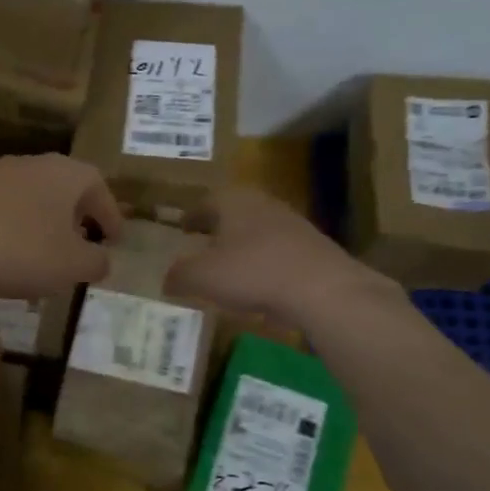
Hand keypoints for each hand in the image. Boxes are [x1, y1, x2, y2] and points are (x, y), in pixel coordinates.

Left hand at [0, 154, 123, 303]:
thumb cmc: (23, 253)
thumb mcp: (74, 266)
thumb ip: (96, 261)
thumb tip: (101, 260)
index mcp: (62, 173)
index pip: (97, 185)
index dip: (110, 213)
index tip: (115, 239)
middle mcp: (27, 164)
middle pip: (60, 186)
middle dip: (74, 214)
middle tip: (81, 241)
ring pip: (26, 196)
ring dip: (39, 221)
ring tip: (42, 252)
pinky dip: (8, 228)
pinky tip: (4, 255)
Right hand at [165, 187, 399, 328]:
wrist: (322, 288)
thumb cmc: (253, 273)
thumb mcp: (202, 277)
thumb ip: (179, 275)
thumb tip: (167, 279)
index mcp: (233, 202)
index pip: (205, 202)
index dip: (191, 216)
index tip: (182, 228)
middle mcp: (263, 204)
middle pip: (234, 211)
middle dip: (217, 226)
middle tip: (203, 242)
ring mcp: (292, 224)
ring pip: (257, 229)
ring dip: (242, 243)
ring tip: (229, 264)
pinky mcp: (312, 248)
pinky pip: (277, 250)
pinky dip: (263, 260)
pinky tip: (258, 281)